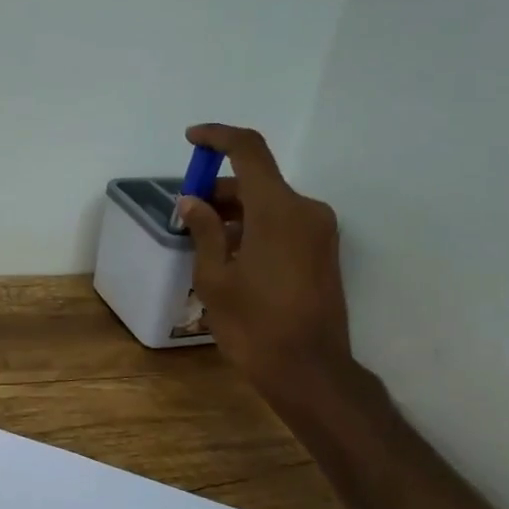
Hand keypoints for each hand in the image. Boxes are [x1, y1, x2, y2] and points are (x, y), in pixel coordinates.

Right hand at [175, 124, 353, 390]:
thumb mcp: (215, 279)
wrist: (310, 371)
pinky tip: (230, 254)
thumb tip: (191, 203)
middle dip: (218, 189)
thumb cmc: (254, 326)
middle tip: (185, 214)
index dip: (217, 137)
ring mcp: (319, 232)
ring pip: (270, 204)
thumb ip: (204, 232)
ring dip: (236, 212)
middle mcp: (306, 210)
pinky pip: (284, 224)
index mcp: (278, 210)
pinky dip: (255, 227)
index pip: (248, 150)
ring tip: (202, 239)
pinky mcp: (323, 252)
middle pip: (258, 181)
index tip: (191, 138)